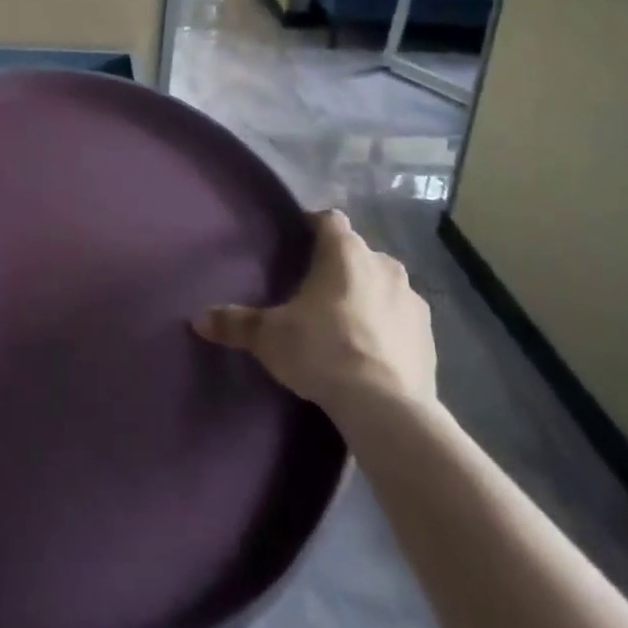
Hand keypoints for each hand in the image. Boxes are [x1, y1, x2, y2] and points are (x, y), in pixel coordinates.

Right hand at [195, 209, 435, 413]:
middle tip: (315, 292)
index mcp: (344, 251)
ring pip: (383, 285)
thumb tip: (198, 319)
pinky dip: (388, 328)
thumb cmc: (321, 351)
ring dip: (368, 296)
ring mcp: (412, 299)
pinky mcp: (429, 336)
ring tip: (345, 324)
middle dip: (339, 267)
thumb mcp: (269, 337)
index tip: (298, 244)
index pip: (328, 220)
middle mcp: (382, 264)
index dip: (313, 227)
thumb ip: (236, 323)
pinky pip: (402, 320)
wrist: (386, 408)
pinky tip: (372, 354)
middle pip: (357, 253)